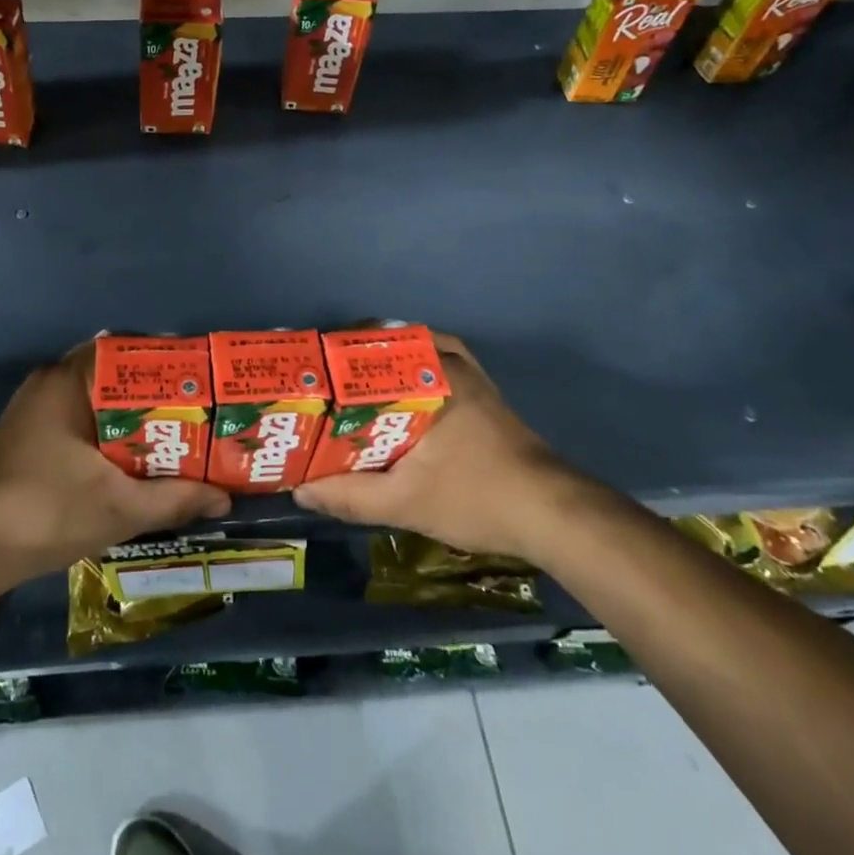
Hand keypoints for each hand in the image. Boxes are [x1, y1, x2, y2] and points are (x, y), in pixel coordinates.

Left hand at [0, 348, 230, 586]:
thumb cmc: (48, 512)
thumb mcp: (121, 507)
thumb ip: (175, 498)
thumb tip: (224, 497)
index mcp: (67, 381)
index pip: (125, 350)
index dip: (164, 362)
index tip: (197, 378)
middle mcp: (49, 382)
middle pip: (112, 374)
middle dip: (153, 392)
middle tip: (194, 408)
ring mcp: (34, 408)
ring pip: (94, 398)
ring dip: (129, 413)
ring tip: (174, 429)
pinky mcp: (27, 433)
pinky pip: (78, 416)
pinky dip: (107, 428)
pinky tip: (133, 453)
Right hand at [294, 331, 582, 563]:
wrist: (554, 513)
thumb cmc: (477, 497)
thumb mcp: (405, 503)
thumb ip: (349, 495)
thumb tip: (300, 489)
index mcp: (428, 376)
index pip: (368, 347)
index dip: (331, 355)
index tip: (306, 370)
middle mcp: (449, 361)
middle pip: (389, 341)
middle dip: (351, 355)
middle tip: (322, 379)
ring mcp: (470, 373)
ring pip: (413, 348)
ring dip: (382, 359)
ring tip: (351, 382)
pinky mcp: (482, 390)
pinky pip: (436, 361)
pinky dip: (411, 367)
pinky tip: (396, 394)